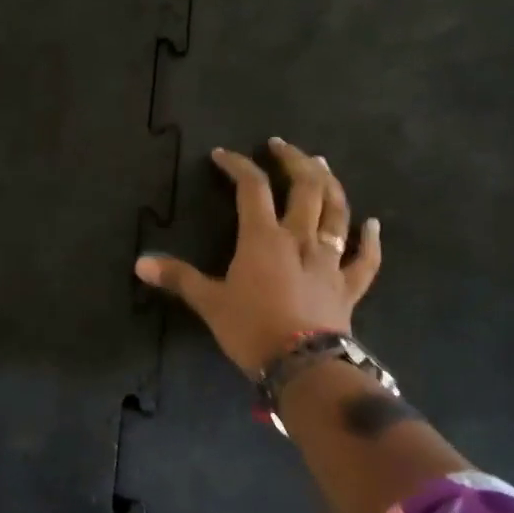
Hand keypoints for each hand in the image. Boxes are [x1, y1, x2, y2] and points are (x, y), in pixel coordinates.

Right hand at [135, 137, 380, 376]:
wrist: (303, 366)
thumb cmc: (252, 329)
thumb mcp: (209, 303)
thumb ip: (178, 278)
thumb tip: (140, 264)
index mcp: (264, 238)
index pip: (252, 188)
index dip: (237, 165)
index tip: (222, 155)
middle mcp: (301, 238)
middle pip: (305, 187)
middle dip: (293, 161)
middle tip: (281, 146)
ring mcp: (330, 260)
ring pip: (337, 212)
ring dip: (330, 185)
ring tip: (323, 165)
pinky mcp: (349, 286)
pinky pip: (366, 259)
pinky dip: (371, 240)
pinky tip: (373, 225)